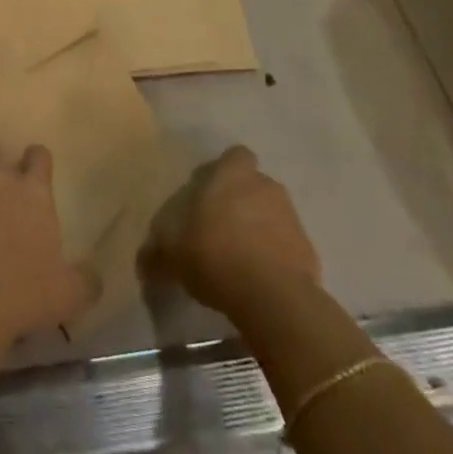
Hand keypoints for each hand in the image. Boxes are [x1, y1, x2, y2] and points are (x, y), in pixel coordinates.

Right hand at [140, 145, 319, 317]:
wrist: (272, 297)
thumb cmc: (215, 255)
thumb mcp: (172, 254)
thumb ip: (157, 251)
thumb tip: (144, 260)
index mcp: (233, 174)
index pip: (234, 156)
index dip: (222, 173)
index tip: (207, 196)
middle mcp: (265, 185)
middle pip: (253, 185)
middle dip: (240, 202)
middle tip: (220, 230)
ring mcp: (291, 216)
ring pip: (271, 214)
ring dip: (258, 228)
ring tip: (239, 259)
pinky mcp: (309, 249)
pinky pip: (286, 245)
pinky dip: (275, 256)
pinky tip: (259, 280)